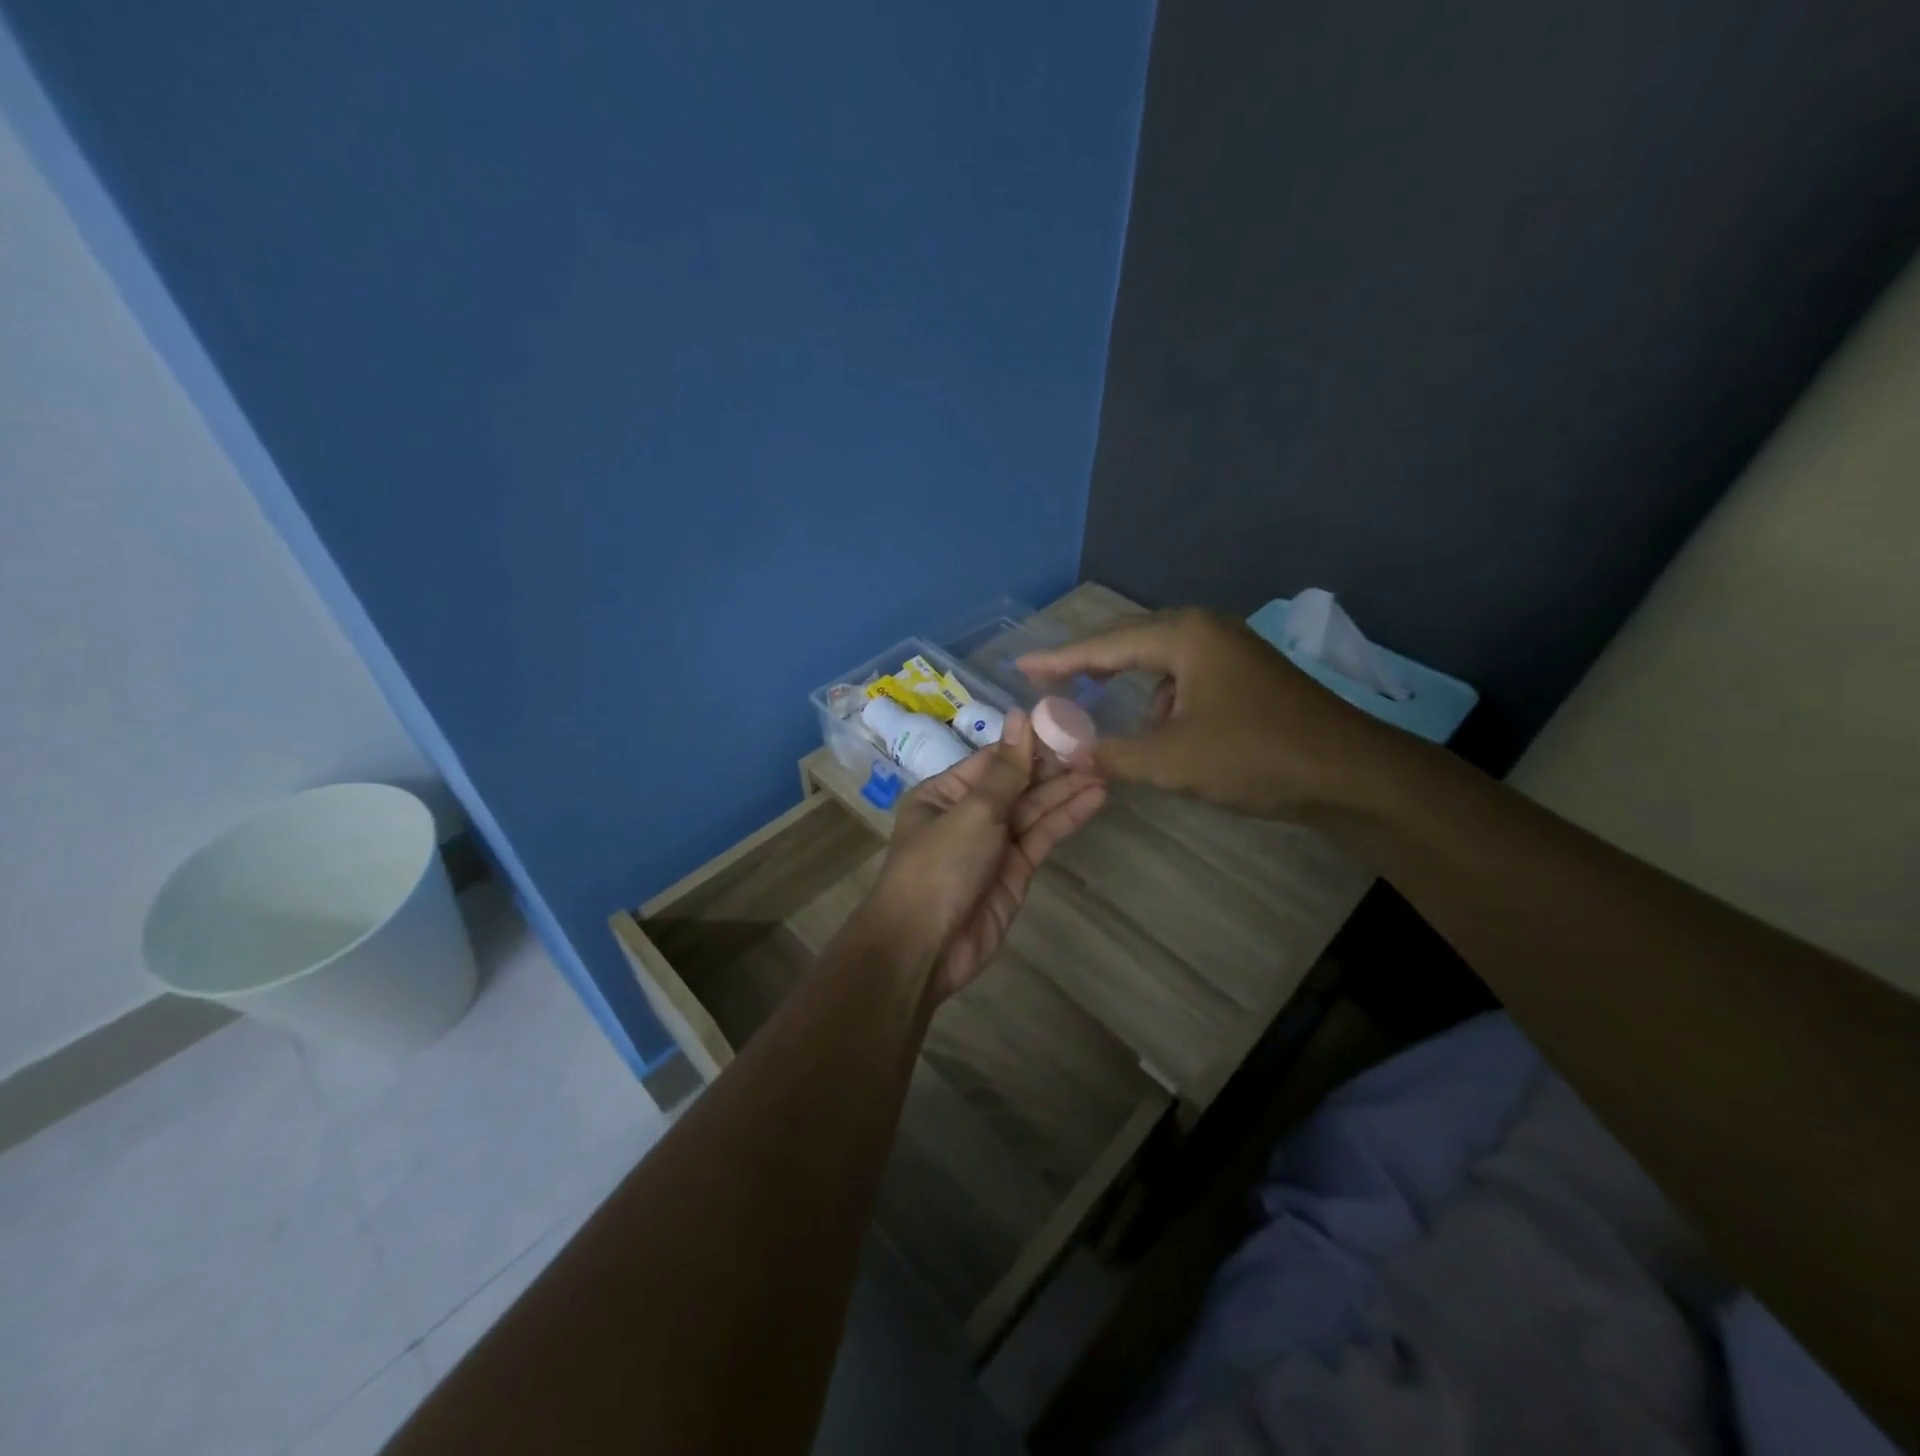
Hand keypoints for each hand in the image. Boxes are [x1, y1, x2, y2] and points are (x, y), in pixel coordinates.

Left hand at [870, 709, 1106, 1000]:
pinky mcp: (1015, 872)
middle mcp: (968, 814)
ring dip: (1067, 791)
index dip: (1029, 743)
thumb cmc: (938, 866)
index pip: (993, 759)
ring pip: (1034, 810)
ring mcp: (993, 844)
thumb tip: (1020, 716)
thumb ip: (1006, 769)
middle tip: (1097, 748)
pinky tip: (1095, 798)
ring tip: (1106, 769)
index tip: (1066, 723)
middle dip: (1053, 768)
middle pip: (1017, 784)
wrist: (925, 946)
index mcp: (945, 793)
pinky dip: (1066, 818)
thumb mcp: (972, 811)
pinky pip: (1042, 837)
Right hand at [1017, 608, 1402, 819]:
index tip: (1020, 667)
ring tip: (1096, 701)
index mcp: (1183, 636)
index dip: (1058, 660)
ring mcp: (1230, 649)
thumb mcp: (1172, 760)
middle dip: (1088, 662)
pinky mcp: (1246, 673)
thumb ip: (1111, 754)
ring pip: (1159, 658)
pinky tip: (1157, 724)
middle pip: (1129, 640)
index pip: (1103, 645)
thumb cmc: (1256, 756)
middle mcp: (1205, 630)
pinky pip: (1184, 674)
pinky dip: (1159, 695)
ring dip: (1126, 680)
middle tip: (1049, 679)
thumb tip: (1065, 752)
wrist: (1350, 773)